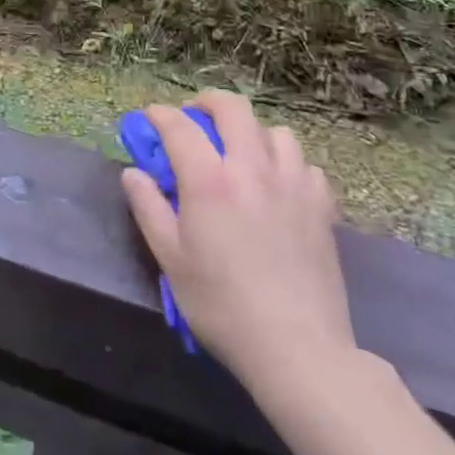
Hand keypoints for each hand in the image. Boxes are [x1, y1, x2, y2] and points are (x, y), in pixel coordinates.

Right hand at [121, 91, 356, 402]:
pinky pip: (304, 165)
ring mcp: (292, 185)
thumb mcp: (170, 259)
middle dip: (207, 103)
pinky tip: (277, 186)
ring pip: (275, 131)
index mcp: (209, 181)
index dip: (160, 115)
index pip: (179, 126)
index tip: (150, 119)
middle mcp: (252, 170)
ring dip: (251, 132)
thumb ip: (148, 208)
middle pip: (233, 109)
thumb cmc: (222, 306)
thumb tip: (133, 173)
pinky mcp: (321, 208)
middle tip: (194, 120)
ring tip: (240, 153)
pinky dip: (286, 164)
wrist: (298, 350)